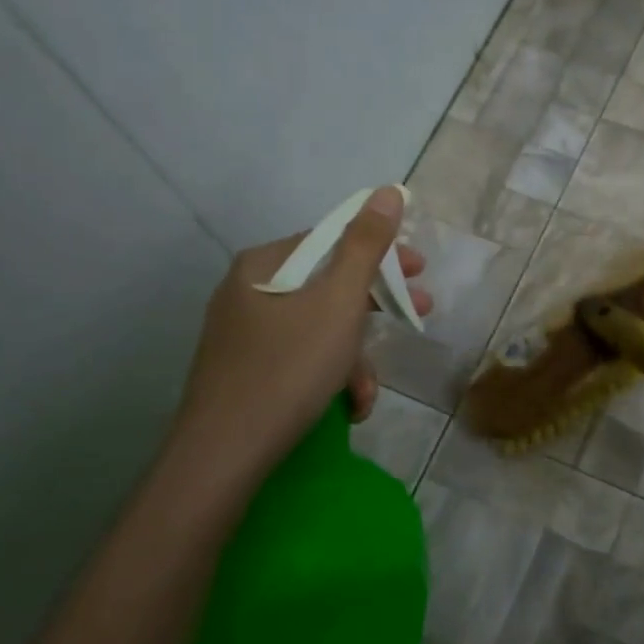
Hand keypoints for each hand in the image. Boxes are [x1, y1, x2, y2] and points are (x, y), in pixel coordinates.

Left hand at [169, 187, 431, 487]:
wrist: (224, 453)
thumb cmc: (289, 368)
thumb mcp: (338, 302)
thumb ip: (366, 245)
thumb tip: (386, 191)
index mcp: (265, 265)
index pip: (333, 241)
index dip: (382, 253)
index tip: (420, 271)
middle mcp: (249, 291)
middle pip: (328, 285)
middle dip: (377, 307)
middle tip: (418, 314)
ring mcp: (244, 334)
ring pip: (318, 328)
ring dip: (354, 357)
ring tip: (368, 393)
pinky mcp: (246, 371)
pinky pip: (300, 357)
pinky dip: (329, 376)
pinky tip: (347, 407)